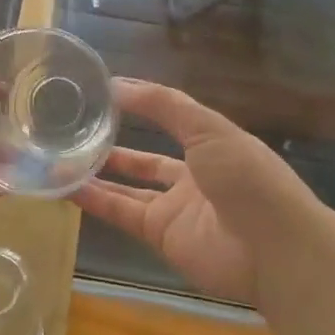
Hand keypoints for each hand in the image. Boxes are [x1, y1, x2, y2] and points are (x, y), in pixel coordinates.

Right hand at [71, 79, 324, 303]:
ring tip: (60, 157)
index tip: (102, 92)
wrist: (274, 250)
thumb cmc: (247, 176)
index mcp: (212, 143)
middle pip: (146, 157)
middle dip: (114, 145)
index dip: (140, 105)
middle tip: (75, 131)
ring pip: (128, 186)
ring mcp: (176, 207)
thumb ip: (163, 105)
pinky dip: (96, 201)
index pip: (170, 118)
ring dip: (97, 173)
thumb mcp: (208, 128)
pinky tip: (67, 186)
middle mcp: (193, 174)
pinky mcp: (161, 235)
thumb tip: (116, 84)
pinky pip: (123, 213)